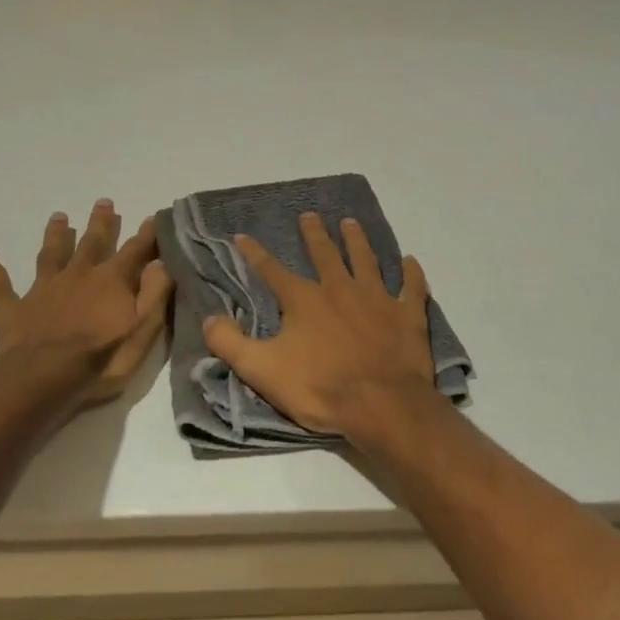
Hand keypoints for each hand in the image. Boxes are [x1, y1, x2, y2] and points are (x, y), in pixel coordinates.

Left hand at [0, 199, 173, 408]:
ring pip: (50, 255)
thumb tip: (162, 261)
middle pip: (91, 243)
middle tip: (103, 202)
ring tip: (59, 217)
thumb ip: (155, 293)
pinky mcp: (14, 310)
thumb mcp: (143, 329)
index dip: (146, 235)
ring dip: (55, 235)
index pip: (134, 251)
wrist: (42, 379)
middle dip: (100, 223)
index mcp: (111, 280)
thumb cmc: (101, 358)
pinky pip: (0, 287)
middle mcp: (78, 275)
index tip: (154, 216)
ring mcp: (43, 290)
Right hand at [202, 210, 441, 441]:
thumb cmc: (320, 388)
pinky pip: (412, 287)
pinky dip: (412, 273)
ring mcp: (377, 298)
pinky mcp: (407, 314)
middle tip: (310, 214)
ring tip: (351, 223)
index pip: (272, 271)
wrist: (381, 404)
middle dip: (315, 234)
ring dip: (358, 241)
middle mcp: (340, 289)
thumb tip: (207, 319)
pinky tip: (411, 260)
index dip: (255, 253)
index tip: (242, 235)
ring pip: (366, 260)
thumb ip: (231, 344)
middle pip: (325, 254)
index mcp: (305, 301)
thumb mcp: (262, 371)